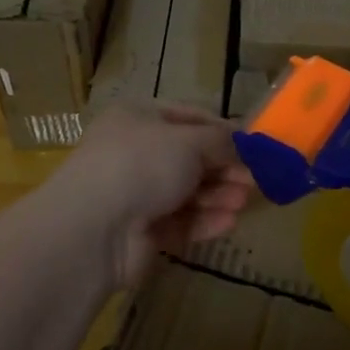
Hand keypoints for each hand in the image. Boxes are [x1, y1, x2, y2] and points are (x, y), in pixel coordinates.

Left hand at [51, 102, 254, 289]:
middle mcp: (135, 152)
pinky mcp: (141, 232)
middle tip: (255, 180)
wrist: (93, 229)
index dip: (223, 131)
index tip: (254, 146)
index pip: (189, 118)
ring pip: (187, 192)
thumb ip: (222, 142)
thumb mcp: (189, 142)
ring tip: (243, 202)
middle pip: (190, 158)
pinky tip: (228, 223)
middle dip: (224, 168)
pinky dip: (204, 221)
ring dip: (218, 195)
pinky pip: (179, 222)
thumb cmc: (142, 165)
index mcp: (139, 118)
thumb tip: (245, 144)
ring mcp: (135, 194)